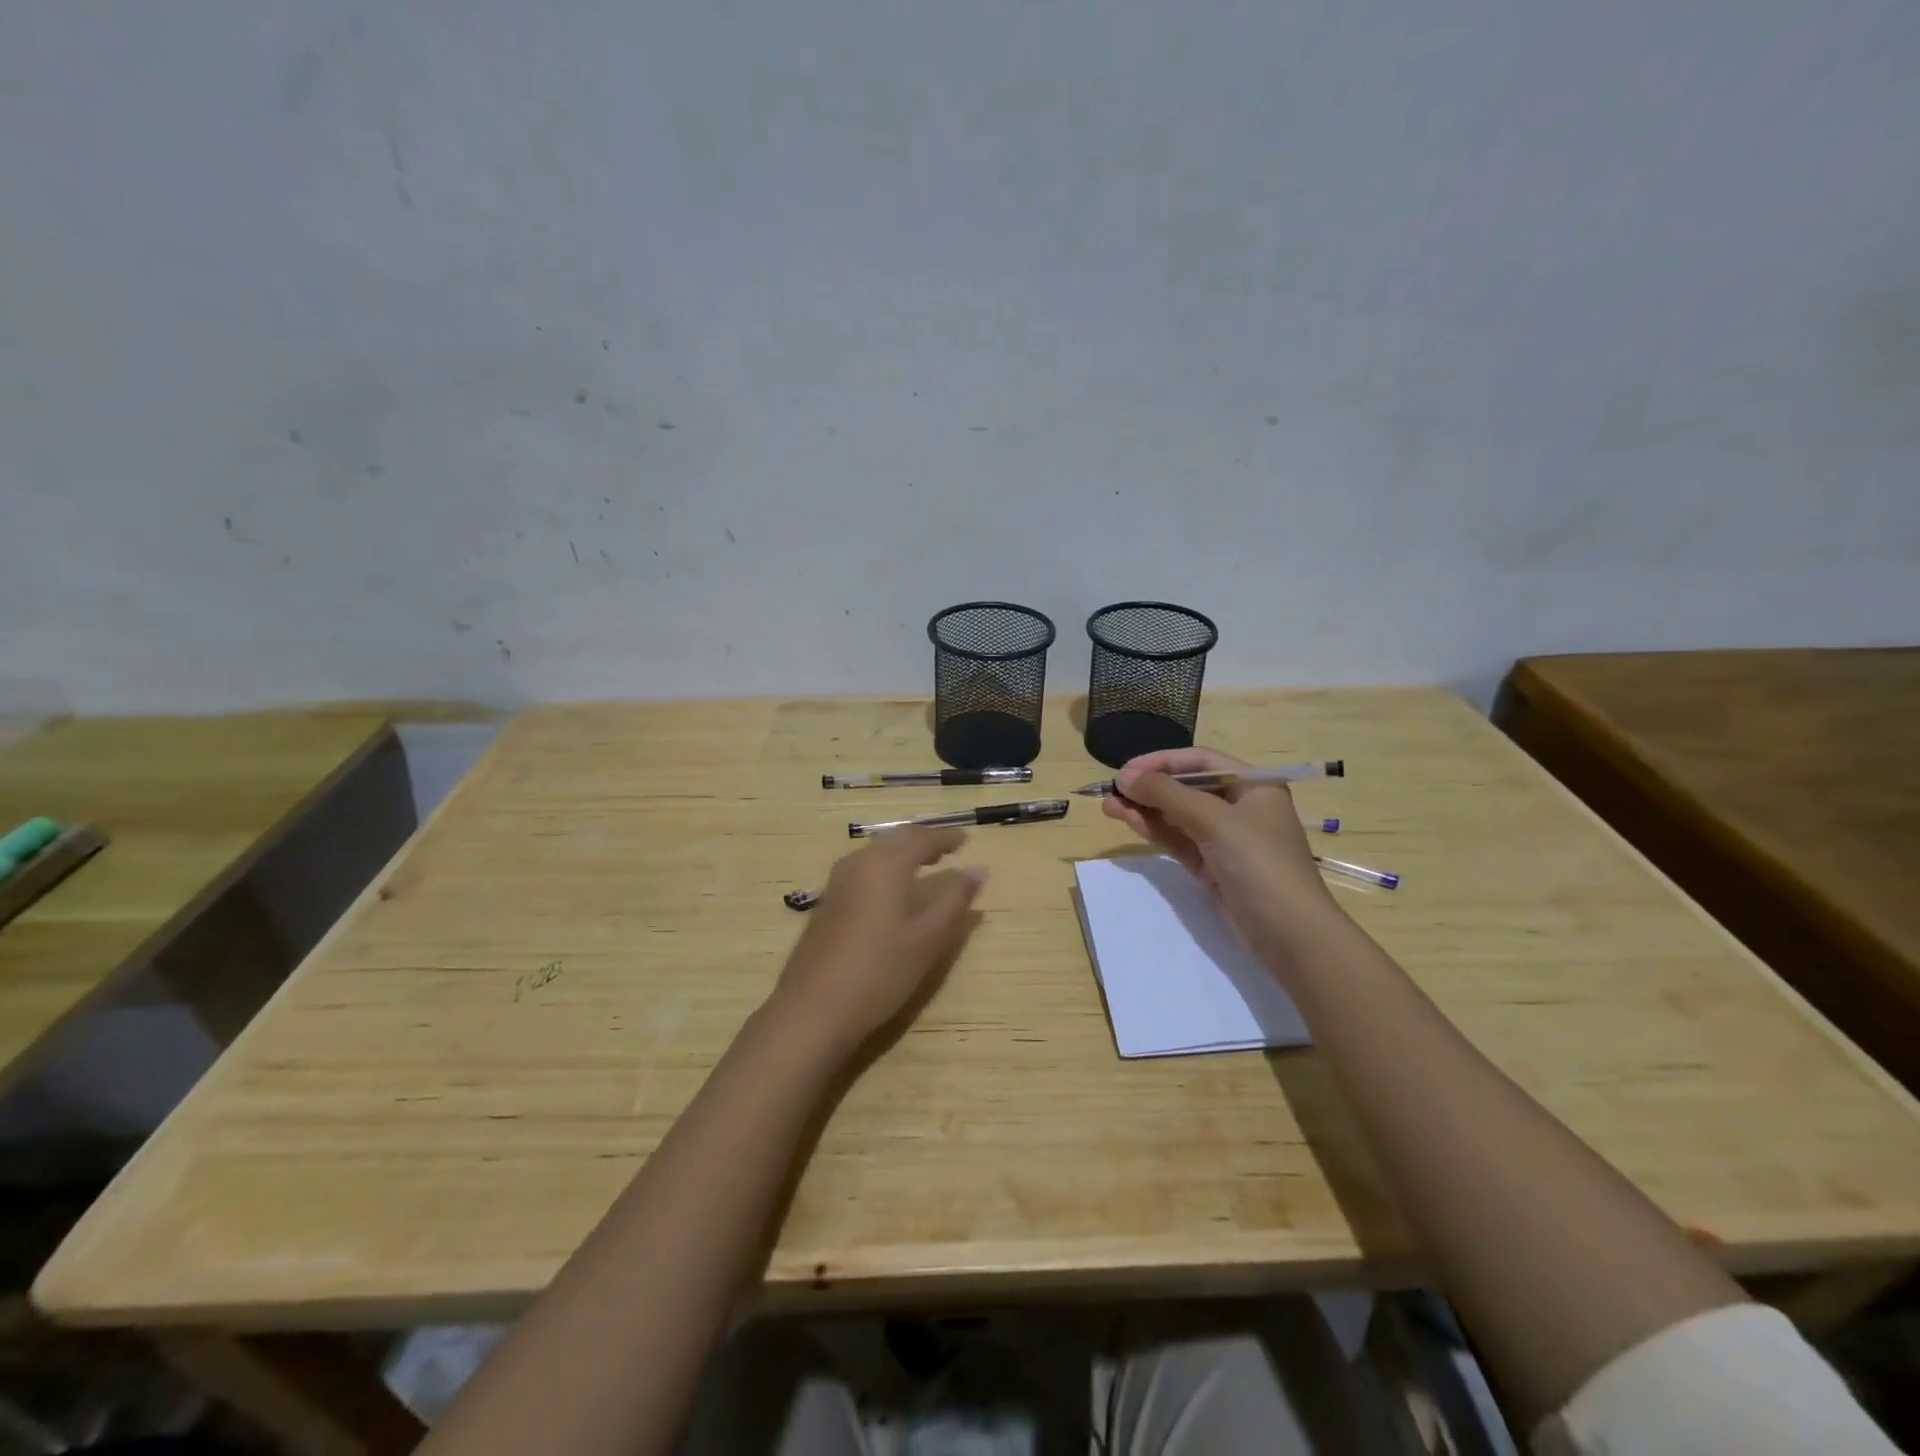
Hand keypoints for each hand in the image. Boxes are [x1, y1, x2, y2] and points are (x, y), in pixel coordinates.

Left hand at [768, 827, 985, 1059]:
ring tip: (924, 866)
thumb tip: (978, 869)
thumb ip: (955, 899)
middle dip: (923, 840)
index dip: (946, 838)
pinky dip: (885, 869)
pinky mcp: (827, 903)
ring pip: (876, 853)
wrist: (812, 1009)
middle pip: (895, 840)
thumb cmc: (880, 970)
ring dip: (902, 853)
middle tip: (947, 849)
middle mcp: (858, 863)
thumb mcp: (928, 938)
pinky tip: (892, 891)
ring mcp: (837, 883)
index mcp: (886, 864)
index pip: (922, 839)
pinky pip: (863, 870)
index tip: (966, 839)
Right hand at [1101, 747, 1334, 957]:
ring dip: (1145, 810)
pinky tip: (1129, 822)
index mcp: (1253, 786)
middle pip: (1187, 788)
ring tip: (1109, 806)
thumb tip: (1124, 776)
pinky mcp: (1214, 868)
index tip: (1126, 770)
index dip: (1162, 762)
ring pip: (1178, 816)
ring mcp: (1226, 840)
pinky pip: (1179, 841)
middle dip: (1149, 788)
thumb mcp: (1214, 821)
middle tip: (1111, 791)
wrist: (1290, 935)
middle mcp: (1240, 808)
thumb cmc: (1259, 863)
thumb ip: (1167, 795)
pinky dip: (1155, 831)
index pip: (1200, 761)